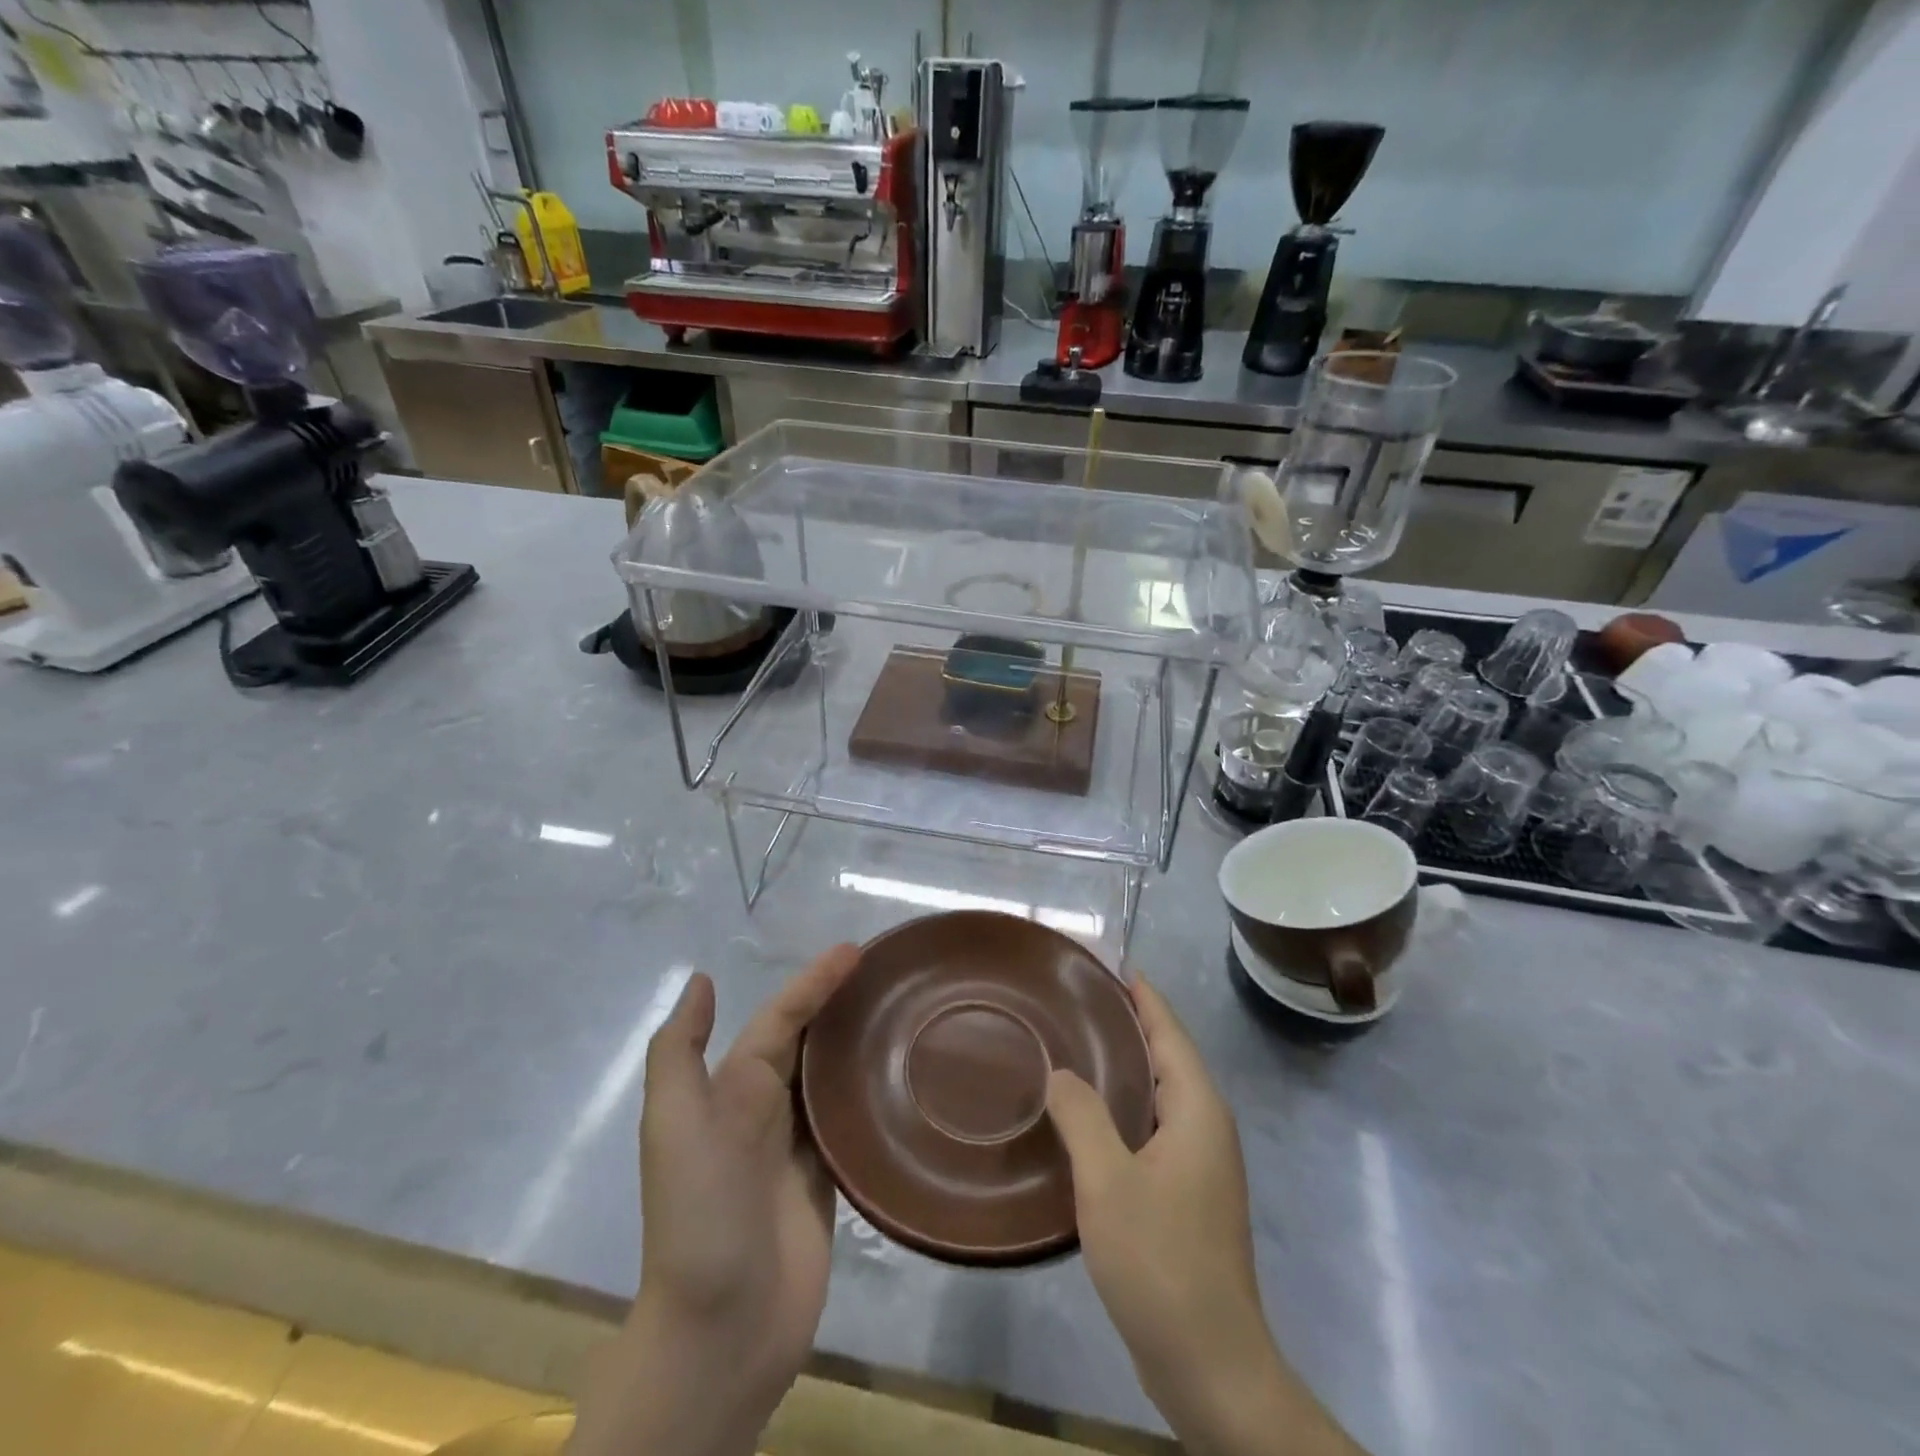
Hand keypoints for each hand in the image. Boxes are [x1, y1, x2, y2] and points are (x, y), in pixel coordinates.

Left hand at [568, 945, 860, 1455]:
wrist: (722, 1330)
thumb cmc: (699, 1215)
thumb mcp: (673, 1125)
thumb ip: (680, 1053)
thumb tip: (702, 979)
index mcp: (733, 1089)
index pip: (782, 1018)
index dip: (816, 982)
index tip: (859, 950)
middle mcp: (767, 1108)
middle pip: (811, 1040)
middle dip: (843, 1003)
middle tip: (894, 973)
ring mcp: (800, 1147)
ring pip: (835, 1077)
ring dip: (862, 1043)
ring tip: (908, 1011)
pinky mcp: (831, 1181)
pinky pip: (853, 1123)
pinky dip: (874, 1093)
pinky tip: (907, 1074)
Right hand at [1046, 978, 1363, 1455]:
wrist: (1210, 1365)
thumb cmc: (1161, 1260)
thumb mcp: (1107, 1181)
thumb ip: (1081, 1115)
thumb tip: (1059, 1072)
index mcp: (1196, 1109)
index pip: (1168, 1030)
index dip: (1141, 995)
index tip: (1110, 964)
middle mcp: (1206, 1125)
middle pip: (1167, 1055)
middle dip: (1129, 1023)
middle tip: (1076, 1000)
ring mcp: (1201, 1163)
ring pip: (1160, 1093)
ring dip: (1124, 1066)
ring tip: (1075, 1046)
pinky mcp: (1189, 1194)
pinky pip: (1154, 1126)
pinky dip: (1124, 1106)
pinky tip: (1088, 1117)